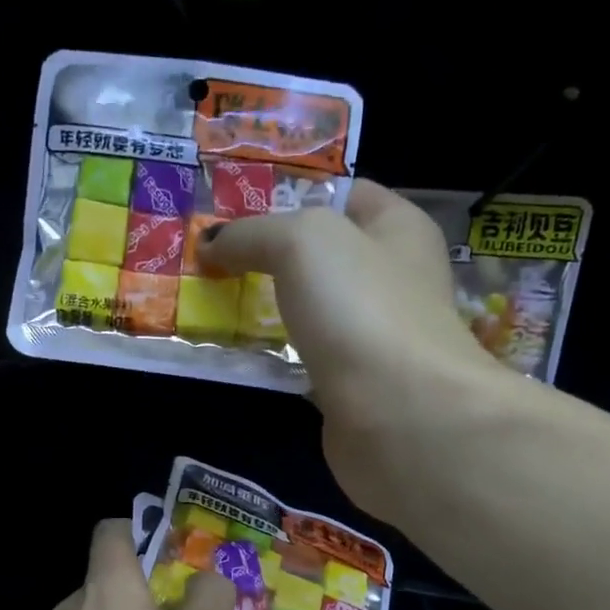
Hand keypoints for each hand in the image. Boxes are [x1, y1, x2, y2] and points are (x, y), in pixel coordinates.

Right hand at [200, 181, 517, 523]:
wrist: (399, 415)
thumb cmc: (361, 308)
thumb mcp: (302, 242)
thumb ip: (252, 234)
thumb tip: (211, 243)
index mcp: (399, 228)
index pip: (345, 194)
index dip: (293, 195)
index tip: (238, 214)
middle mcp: (395, 278)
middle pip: (324, 256)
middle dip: (271, 257)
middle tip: (215, 261)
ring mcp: (376, 336)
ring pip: (314, 310)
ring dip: (271, 309)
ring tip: (218, 304)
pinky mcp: (356, 385)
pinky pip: (308, 358)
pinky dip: (279, 356)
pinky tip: (244, 353)